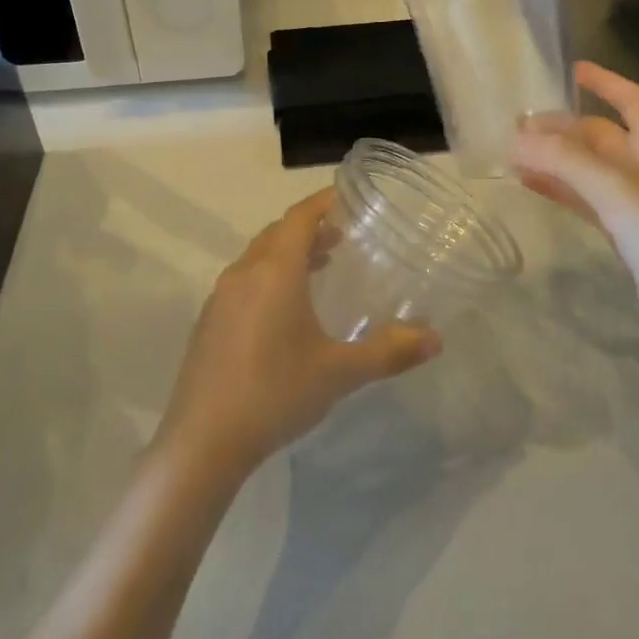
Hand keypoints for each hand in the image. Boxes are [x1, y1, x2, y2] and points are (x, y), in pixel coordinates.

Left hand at [156, 189, 440, 479]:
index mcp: (275, 271)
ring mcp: (220, 298)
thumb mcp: (340, 372)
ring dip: (287, 254)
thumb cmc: (276, 392)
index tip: (346, 196)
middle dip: (309, 228)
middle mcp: (244, 273)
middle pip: (277, 234)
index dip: (323, 202)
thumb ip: (389, 352)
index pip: (300, 217)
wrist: (202, 442)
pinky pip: (243, 282)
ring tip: (318, 269)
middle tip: (341, 236)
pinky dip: (268, 278)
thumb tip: (436, 339)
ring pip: (257, 258)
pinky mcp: (207, 323)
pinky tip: (283, 312)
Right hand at [513, 61, 638, 332]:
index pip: (631, 100)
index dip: (604, 82)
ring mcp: (636, 202)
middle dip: (563, 128)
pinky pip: (586, 199)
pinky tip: (532, 185)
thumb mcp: (615, 189)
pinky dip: (560, 188)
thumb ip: (565, 160)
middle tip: (520, 127)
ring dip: (556, 158)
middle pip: (600, 135)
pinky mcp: (625, 232)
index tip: (570, 71)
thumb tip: (516, 138)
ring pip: (589, 168)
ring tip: (516, 154)